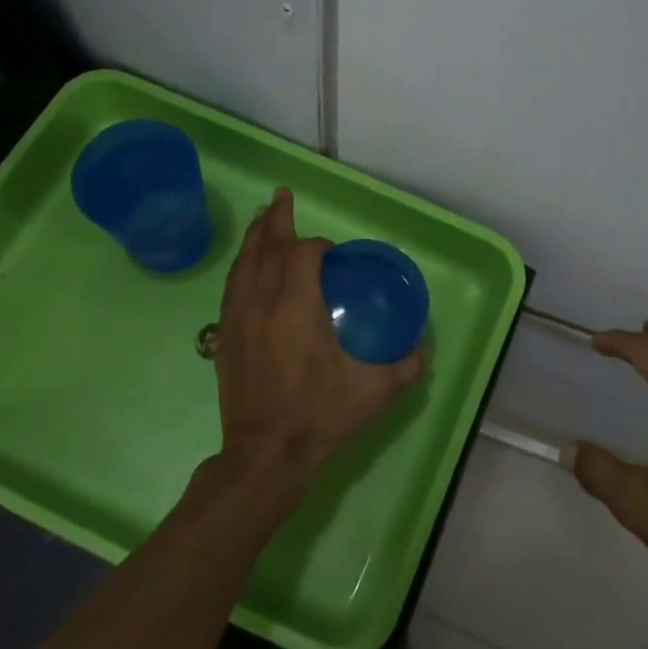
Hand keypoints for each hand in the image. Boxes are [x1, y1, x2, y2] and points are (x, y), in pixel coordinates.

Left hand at [212, 188, 424, 495]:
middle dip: (276, 219)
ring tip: (262, 217)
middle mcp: (263, 302)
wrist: (265, 454)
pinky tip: (246, 265)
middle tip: (281, 194)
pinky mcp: (225, 336)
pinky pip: (232, 286)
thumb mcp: (374, 391)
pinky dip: (241, 265)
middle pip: (267, 247)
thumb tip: (421, 346)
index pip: (302, 253)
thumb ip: (405, 364)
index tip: (333, 253)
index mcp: (297, 306)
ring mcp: (238, 318)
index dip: (318, 245)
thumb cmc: (320, 416)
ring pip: (244, 264)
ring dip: (255, 237)